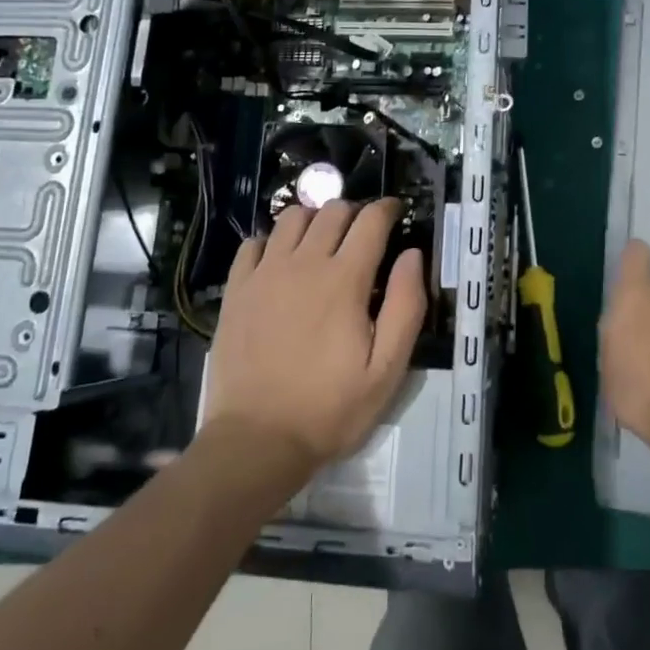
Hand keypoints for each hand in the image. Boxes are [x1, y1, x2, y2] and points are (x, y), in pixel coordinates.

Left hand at [204, 199, 425, 476]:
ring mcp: (265, 273)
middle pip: (332, 211)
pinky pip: (253, 243)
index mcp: (345, 279)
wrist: (256, 440)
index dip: (387, 209)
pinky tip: (280, 261)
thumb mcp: (387, 369)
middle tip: (363, 233)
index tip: (395, 212)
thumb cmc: (330, 409)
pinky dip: (272, 240)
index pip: (371, 221)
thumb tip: (412, 254)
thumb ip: (406, 306)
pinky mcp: (237, 289)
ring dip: (314, 219)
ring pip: (292, 218)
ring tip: (322, 240)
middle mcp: (304, 263)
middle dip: (354, 212)